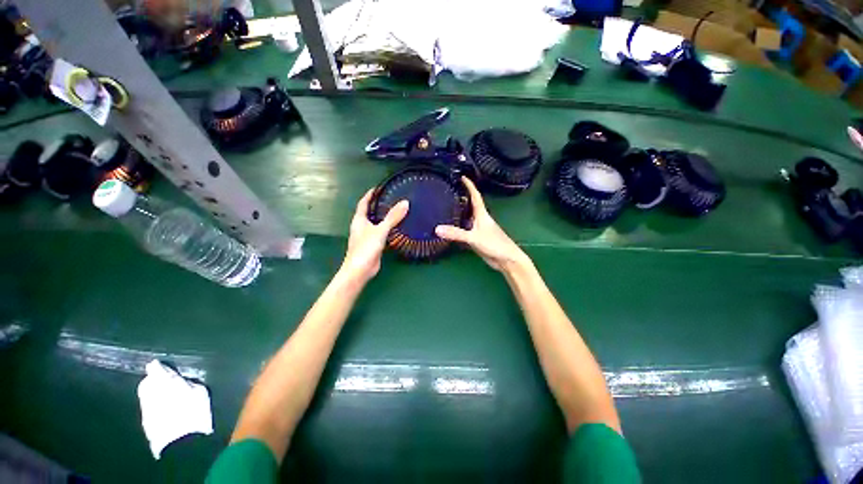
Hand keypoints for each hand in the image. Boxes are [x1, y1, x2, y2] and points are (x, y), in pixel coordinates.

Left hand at [340, 189, 408, 283]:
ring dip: (384, 217)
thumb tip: (405, 203)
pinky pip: (381, 233)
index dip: (370, 195)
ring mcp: (367, 236)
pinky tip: (397, 228)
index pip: (363, 203)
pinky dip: (388, 229)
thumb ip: (392, 217)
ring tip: (397, 211)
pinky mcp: (373, 245)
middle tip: (392, 199)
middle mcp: (361, 226)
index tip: (379, 188)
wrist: (360, 270)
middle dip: (379, 205)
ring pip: (376, 223)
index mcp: (359, 220)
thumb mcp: (380, 230)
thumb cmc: (366, 248)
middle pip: (370, 212)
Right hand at [435, 177, 529, 272]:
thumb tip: (436, 229)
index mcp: (482, 214)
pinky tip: (449, 228)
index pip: (475, 196)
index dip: (469, 186)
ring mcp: (478, 229)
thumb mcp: (474, 237)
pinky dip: (457, 227)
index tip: (462, 176)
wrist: (506, 260)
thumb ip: (456, 234)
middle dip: (461, 197)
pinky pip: (464, 230)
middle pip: (470, 205)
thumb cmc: (494, 244)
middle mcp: (480, 219)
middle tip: (448, 192)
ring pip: (466, 218)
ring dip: (458, 212)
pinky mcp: (476, 239)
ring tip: (444, 207)